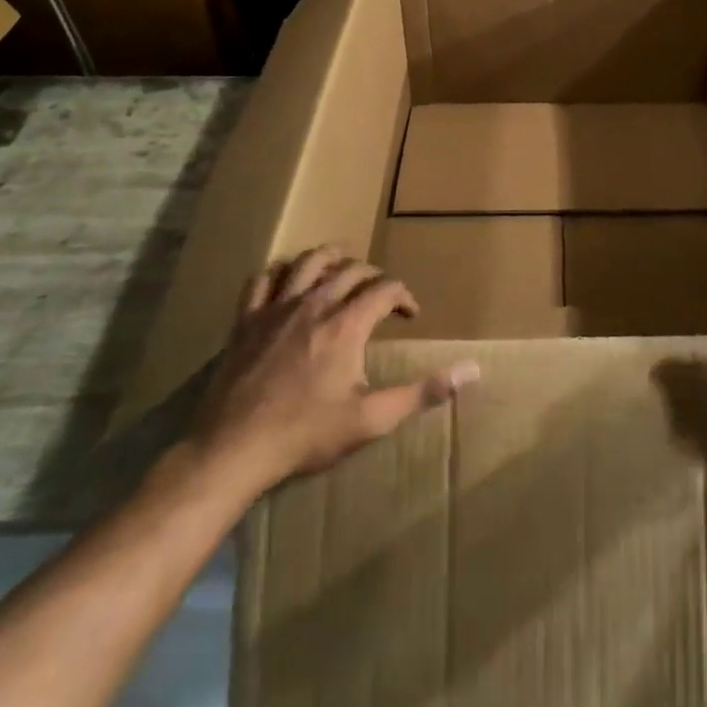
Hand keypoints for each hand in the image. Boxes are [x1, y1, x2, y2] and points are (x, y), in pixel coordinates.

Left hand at [185, 246, 478, 490]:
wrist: (233, 448)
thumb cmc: (306, 434)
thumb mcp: (372, 419)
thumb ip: (422, 392)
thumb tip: (472, 370)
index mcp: (346, 324)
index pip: (385, 289)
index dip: (404, 295)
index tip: (410, 314)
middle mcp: (314, 304)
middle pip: (350, 269)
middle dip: (373, 276)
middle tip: (381, 294)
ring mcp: (276, 308)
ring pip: (307, 262)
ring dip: (330, 258)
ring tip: (342, 265)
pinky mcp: (246, 320)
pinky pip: (262, 280)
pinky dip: (279, 272)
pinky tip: (286, 281)